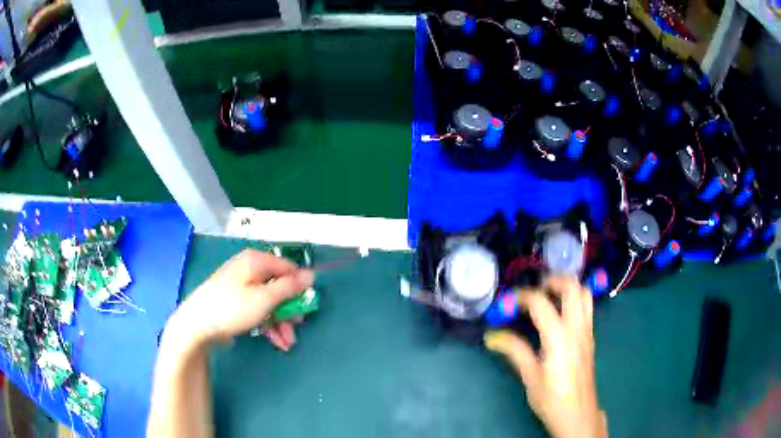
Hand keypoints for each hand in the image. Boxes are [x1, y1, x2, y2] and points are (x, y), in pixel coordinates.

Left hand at [170, 249, 313, 350]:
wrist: (197, 325)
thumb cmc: (231, 308)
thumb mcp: (264, 299)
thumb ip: (289, 287)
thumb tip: (311, 274)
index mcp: (256, 261)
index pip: (288, 268)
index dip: (300, 287)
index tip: (306, 307)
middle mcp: (249, 270)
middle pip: (279, 287)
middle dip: (289, 311)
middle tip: (295, 329)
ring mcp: (241, 286)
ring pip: (270, 301)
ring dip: (281, 322)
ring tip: (286, 343)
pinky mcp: (236, 302)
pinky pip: (258, 309)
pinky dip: (268, 324)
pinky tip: (276, 341)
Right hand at [484, 277, 606, 437]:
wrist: (578, 413)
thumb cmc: (552, 398)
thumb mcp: (530, 376)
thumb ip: (514, 350)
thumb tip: (492, 336)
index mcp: (559, 337)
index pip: (541, 302)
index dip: (522, 296)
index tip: (508, 301)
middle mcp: (577, 328)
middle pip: (572, 287)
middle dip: (553, 280)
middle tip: (535, 288)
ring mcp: (587, 331)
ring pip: (585, 294)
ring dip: (568, 288)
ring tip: (549, 295)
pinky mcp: (590, 338)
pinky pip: (587, 308)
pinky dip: (574, 300)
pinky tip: (560, 314)